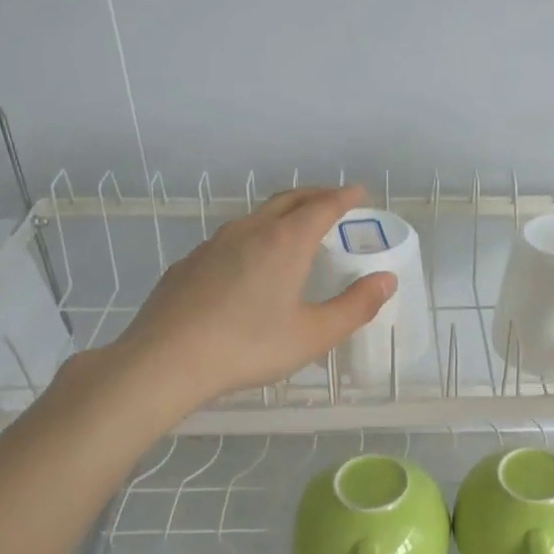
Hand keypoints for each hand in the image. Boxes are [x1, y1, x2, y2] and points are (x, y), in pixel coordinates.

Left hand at [111, 185, 396, 407]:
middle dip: (315, 196)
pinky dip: (254, 236)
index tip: (360, 193)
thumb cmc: (249, 347)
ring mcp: (214, 244)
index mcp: (285, 242)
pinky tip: (250, 263)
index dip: (345, 197)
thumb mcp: (313, 334)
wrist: (166, 360)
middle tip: (334, 201)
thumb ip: (355, 306)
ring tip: (296, 228)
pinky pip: (231, 238)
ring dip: (283, 213)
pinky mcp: (190, 263)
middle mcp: (250, 231)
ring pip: (256, 216)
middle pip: (288, 200)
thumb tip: (387, 280)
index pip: (323, 206)